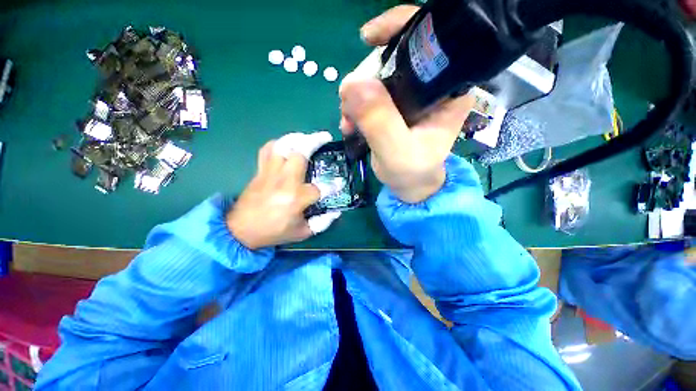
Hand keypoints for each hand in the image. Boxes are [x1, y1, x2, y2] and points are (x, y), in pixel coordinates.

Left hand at [227, 132, 339, 248]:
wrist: (240, 230)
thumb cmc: (274, 232)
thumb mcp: (302, 233)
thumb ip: (322, 222)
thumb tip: (336, 212)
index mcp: (296, 198)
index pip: (321, 188)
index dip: (333, 185)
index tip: (340, 183)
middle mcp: (285, 181)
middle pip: (301, 153)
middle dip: (315, 141)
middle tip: (325, 138)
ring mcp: (270, 173)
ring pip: (283, 146)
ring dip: (297, 138)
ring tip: (307, 137)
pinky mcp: (260, 171)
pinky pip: (267, 150)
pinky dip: (278, 143)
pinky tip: (286, 146)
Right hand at [339, 5, 473, 202]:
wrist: (409, 185)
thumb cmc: (412, 172)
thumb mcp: (397, 152)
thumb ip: (380, 121)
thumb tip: (353, 84)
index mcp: (448, 89)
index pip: (430, 40)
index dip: (398, 28)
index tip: (367, 40)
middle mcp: (431, 85)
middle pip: (394, 57)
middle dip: (365, 78)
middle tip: (350, 109)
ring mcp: (411, 94)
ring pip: (376, 75)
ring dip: (355, 96)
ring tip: (349, 123)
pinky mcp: (395, 105)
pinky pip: (369, 93)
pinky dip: (355, 105)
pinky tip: (350, 123)